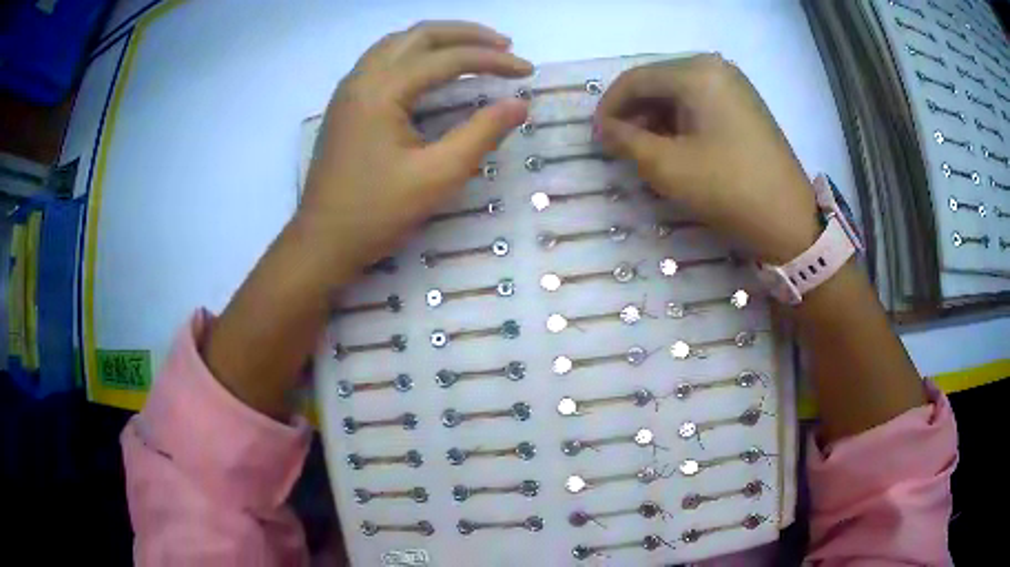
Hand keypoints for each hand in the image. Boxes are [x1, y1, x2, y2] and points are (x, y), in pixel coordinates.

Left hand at [298, 21, 531, 278]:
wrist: (322, 242)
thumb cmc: (376, 213)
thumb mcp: (437, 176)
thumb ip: (481, 134)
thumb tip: (519, 104)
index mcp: (382, 91)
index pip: (447, 58)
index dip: (493, 61)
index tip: (527, 71)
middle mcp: (362, 78)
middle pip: (419, 35)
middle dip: (466, 35)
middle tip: (505, 46)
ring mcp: (349, 89)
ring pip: (398, 43)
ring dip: (439, 39)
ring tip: (474, 49)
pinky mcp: (346, 104)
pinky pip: (383, 59)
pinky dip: (415, 52)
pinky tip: (431, 67)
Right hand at [595, 54, 818, 262]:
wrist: (789, 220)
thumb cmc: (728, 189)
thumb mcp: (668, 167)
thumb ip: (626, 141)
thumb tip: (603, 130)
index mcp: (696, 72)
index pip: (636, 79)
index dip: (609, 107)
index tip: (596, 137)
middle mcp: (715, 68)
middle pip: (658, 83)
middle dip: (633, 113)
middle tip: (619, 146)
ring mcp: (734, 85)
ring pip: (678, 94)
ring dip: (655, 119)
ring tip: (643, 151)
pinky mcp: (744, 105)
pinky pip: (699, 104)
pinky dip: (679, 123)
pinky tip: (673, 146)